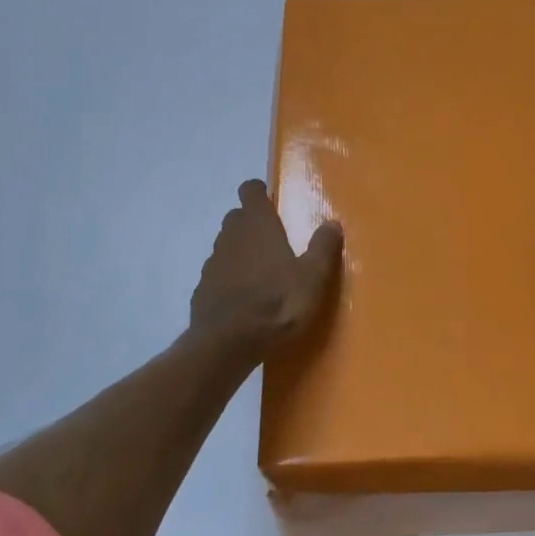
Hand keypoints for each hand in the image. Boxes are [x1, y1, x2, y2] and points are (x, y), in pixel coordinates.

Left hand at [189, 180, 342, 362]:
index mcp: (258, 226)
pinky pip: (217, 273)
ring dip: (240, 251)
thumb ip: (323, 247)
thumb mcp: (313, 278)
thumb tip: (332, 223)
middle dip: (252, 222)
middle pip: (237, 217)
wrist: (227, 345)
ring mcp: (213, 262)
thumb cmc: (276, 304)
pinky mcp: (202, 289)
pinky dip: (229, 278)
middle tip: (273, 240)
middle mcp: (231, 236)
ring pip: (226, 245)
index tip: (271, 200)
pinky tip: (244, 298)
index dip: (259, 191)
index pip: (250, 190)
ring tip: (262, 272)